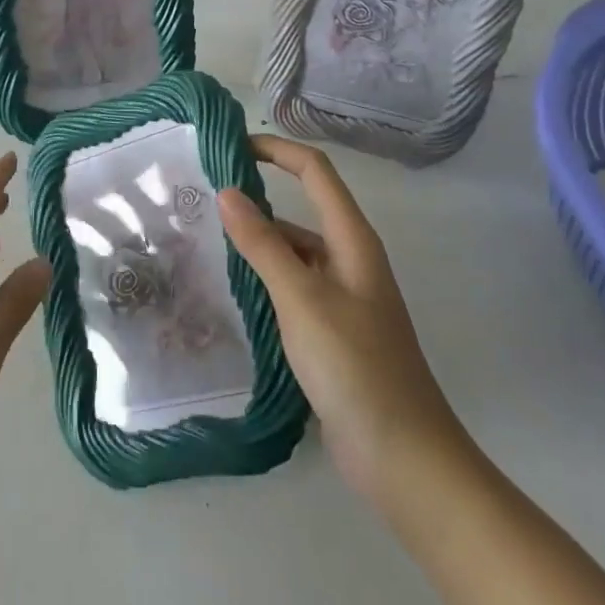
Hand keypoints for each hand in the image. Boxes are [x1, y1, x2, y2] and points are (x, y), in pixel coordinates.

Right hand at [217, 135, 468, 515]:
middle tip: (200, 205)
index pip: (315, 171)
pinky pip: (292, 290)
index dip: (276, 151)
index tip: (230, 148)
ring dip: (256, 247)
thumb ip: (263, 244)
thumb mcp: (302, 298)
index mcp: (352, 240)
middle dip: (256, 203)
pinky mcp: (331, 331)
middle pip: (301, 211)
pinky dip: (263, 283)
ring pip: (293, 254)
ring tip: (203, 248)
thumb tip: (227, 191)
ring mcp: (342, 298)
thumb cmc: (355, 367)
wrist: (403, 457)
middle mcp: (349, 260)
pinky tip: (231, 295)